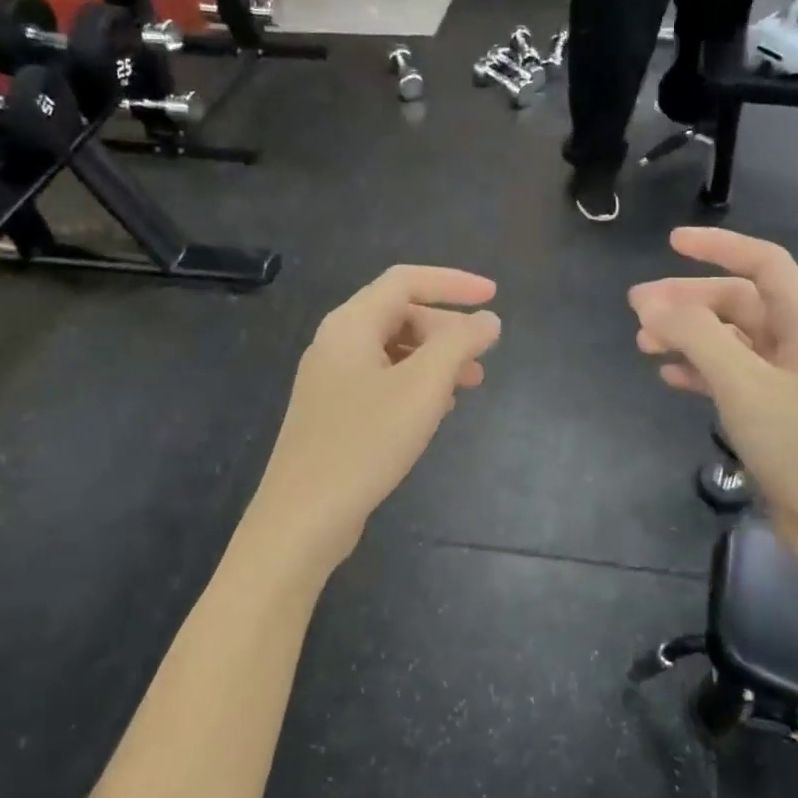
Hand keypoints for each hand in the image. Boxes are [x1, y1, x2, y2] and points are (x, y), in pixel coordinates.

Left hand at [254, 265, 500, 563]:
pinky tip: (437, 410)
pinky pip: (382, 381)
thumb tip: (487, 320)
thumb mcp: (422, 388)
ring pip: (393, 351)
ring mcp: (331, 380)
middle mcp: (336, 343)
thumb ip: (458, 345)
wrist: (303, 517)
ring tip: (471, 383)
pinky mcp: (333, 413)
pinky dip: (415, 384)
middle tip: (483, 354)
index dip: (454, 283)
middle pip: (399, 315)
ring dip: (435, 359)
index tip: (494, 297)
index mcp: (350, 324)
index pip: (406, 280)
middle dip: (447, 329)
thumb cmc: (364, 443)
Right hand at [630, 228, 797, 582]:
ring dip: (687, 336)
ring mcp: (785, 381)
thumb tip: (651, 302)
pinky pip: (729, 376)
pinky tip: (669, 377)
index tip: (672, 243)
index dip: (719, 246)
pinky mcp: (773, 415)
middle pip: (738, 302)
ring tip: (643, 344)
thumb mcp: (743, 383)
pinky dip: (698, 370)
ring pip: (729, 341)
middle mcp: (796, 344)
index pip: (763, 264)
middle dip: (688, 300)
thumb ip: (696, 336)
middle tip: (637, 309)